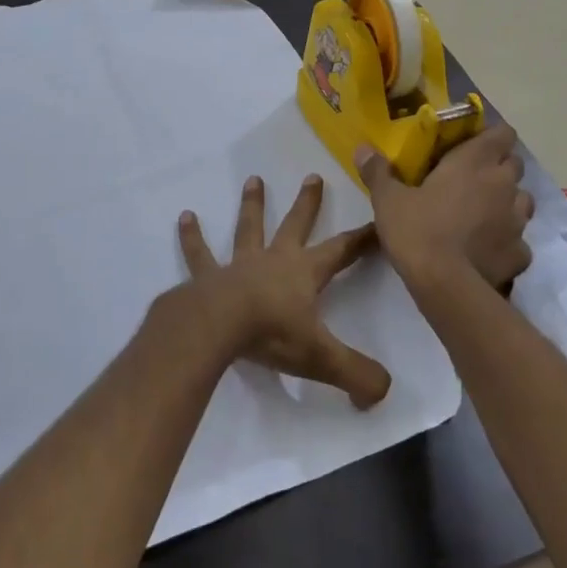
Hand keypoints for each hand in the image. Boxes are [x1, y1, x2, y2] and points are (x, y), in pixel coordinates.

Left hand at [178, 175, 391, 408]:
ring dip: (252, 205)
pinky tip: (184, 217)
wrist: (217, 327)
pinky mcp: (208, 276)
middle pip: (295, 225)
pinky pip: (199, 254)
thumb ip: (357, 374)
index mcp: (305, 273)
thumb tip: (382, 391)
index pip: (342, 251)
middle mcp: (274, 259)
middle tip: (313, 176)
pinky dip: (192, 236)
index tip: (378, 220)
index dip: (362, 239)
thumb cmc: (271, 335)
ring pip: (248, 228)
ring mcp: (239, 264)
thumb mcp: (322, 358)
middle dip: (307, 203)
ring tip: (253, 180)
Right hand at [357, 125, 534, 291]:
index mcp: (474, 163)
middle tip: (472, 179)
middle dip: (499, 168)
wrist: (445, 284)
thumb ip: (378, 172)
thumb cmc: (417, 230)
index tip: (473, 145)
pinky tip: (487, 250)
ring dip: (507, 202)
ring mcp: (517, 221)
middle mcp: (503, 185)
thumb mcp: (388, 199)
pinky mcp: (521, 253)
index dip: (492, 136)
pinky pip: (519, 241)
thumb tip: (363, 148)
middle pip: (515, 164)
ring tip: (482, 214)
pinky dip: (506, 241)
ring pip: (522, 201)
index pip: (502, 133)